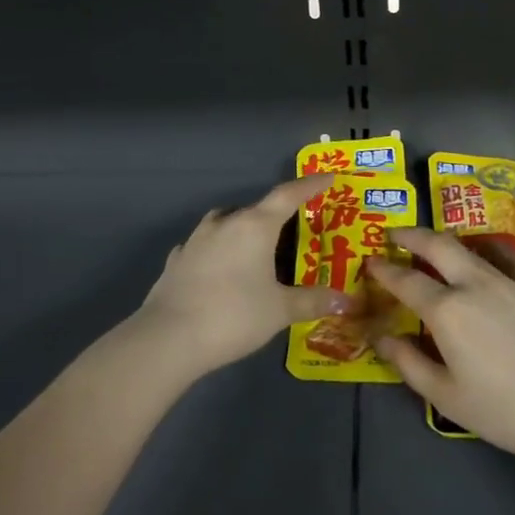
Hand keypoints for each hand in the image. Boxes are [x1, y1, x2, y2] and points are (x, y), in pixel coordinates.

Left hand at [135, 174, 352, 374]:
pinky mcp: (177, 260)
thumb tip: (345, 301)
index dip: (310, 185)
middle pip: (256, 209)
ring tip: (255, 246)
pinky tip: (219, 266)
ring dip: (242, 227)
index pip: (288, 195)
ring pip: (225, 222)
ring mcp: (196, 240)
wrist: (169, 337)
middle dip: (276, 214)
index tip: (328, 177)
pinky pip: (203, 245)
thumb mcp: (280, 310)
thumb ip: (312, 302)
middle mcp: (224, 224)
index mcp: (255, 226)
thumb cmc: (234, 315)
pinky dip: (217, 249)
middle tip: (293, 228)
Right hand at [365, 229, 514, 465]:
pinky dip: (488, 249)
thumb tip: (382, 338)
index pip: (405, 280)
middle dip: (412, 235)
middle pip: (438, 245)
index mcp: (446, 310)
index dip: (384, 270)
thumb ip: (410, 363)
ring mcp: (510, 281)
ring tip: (436, 245)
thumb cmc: (507, 411)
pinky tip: (487, 256)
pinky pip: (507, 257)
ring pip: (472, 246)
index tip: (371, 262)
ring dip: (447, 240)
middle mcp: (475, 284)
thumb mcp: (447, 397)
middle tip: (395, 234)